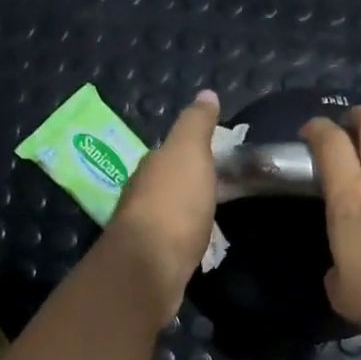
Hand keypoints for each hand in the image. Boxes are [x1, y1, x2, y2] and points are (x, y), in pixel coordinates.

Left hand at [105, 90, 220, 316]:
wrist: (150, 266)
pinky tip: (198, 242)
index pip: (171, 151)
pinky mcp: (151, 259)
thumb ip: (196, 124)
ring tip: (211, 214)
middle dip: (187, 181)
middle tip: (219, 184)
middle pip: (167, 181)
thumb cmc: (173, 203)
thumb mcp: (189, 153)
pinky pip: (172, 239)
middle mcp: (141, 193)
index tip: (216, 155)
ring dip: (185, 210)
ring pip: (168, 211)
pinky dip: (185, 236)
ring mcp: (144, 229)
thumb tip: (206, 93)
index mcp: (151, 166)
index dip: (192, 151)